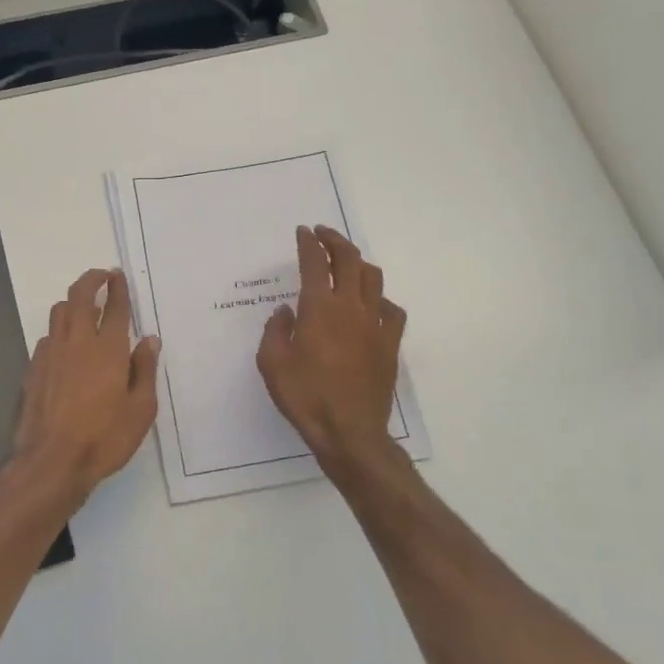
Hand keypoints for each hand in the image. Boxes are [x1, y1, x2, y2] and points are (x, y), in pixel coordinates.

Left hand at [9, 269, 159, 508]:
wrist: (52, 462)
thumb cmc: (104, 438)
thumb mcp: (141, 409)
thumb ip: (145, 370)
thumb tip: (149, 340)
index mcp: (108, 349)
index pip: (114, 307)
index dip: (117, 287)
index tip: (118, 275)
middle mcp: (78, 342)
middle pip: (80, 296)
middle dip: (91, 280)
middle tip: (101, 276)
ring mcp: (51, 354)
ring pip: (59, 312)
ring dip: (73, 302)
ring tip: (84, 307)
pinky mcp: (34, 369)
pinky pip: (47, 337)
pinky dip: (59, 331)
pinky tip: (65, 345)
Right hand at [257, 226, 406, 473]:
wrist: (350, 431)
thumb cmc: (305, 397)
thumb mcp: (271, 364)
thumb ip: (275, 330)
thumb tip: (286, 311)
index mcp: (318, 308)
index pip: (314, 262)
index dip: (307, 243)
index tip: (303, 232)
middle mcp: (350, 307)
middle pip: (348, 259)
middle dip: (335, 240)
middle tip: (323, 234)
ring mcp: (375, 324)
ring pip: (373, 278)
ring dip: (358, 263)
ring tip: (346, 263)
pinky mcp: (390, 343)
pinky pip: (392, 310)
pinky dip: (380, 299)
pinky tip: (372, 305)